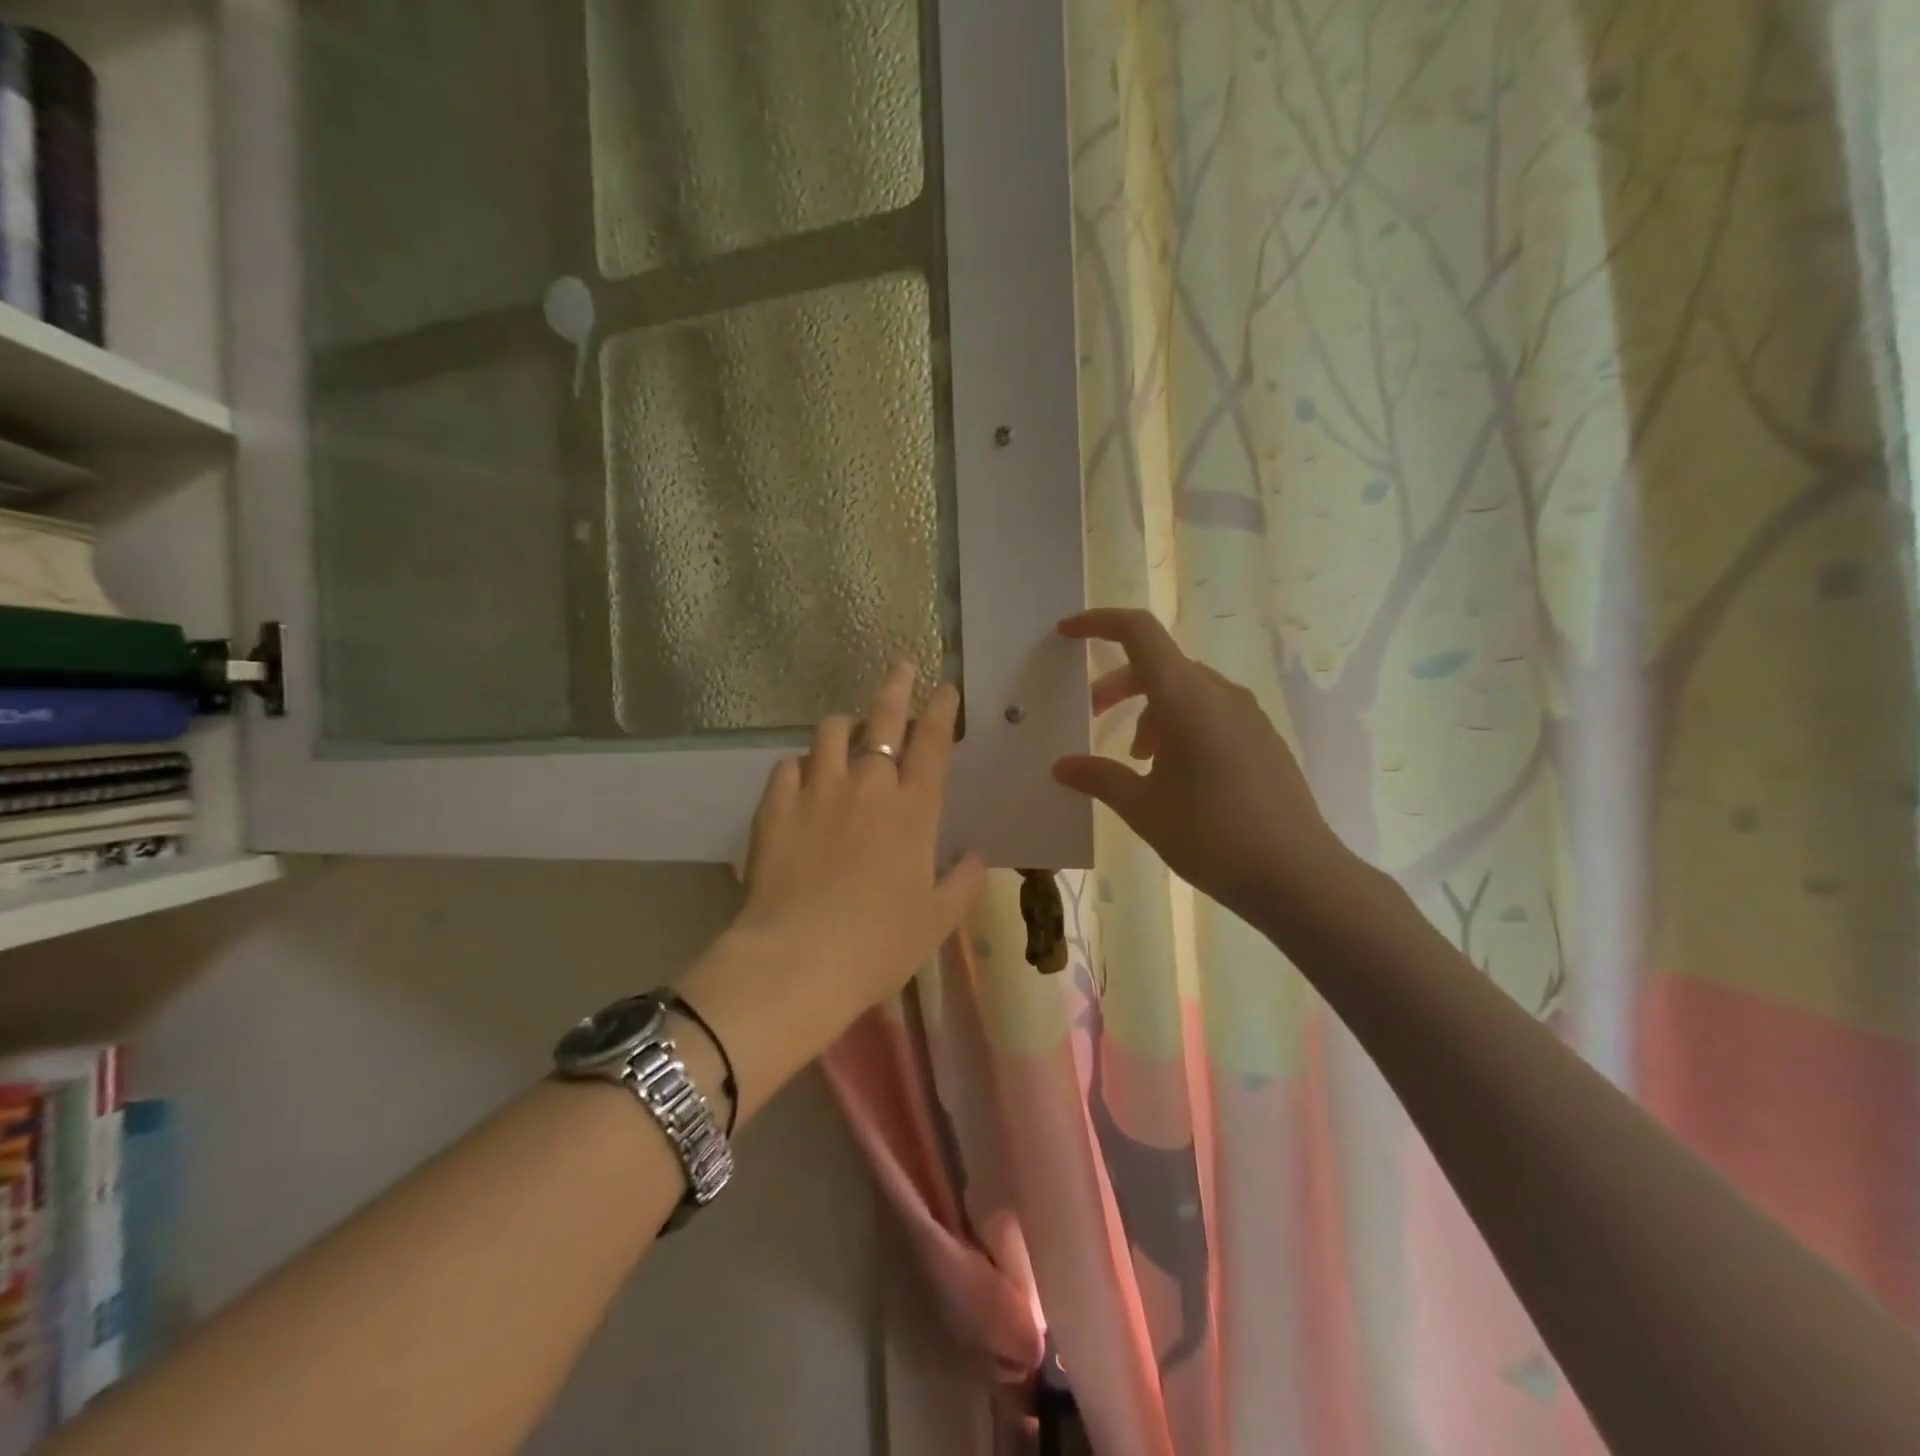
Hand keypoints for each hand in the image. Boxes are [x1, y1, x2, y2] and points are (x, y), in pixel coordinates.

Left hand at [718, 663, 985, 1047]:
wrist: (798, 961)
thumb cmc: (879, 944)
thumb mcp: (938, 920)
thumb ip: (963, 881)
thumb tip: (974, 854)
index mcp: (914, 809)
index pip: (933, 742)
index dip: (942, 709)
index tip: (945, 688)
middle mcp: (867, 785)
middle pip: (884, 718)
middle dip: (897, 686)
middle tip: (902, 666)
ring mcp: (817, 790)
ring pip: (831, 731)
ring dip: (845, 725)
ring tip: (848, 731)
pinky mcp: (775, 806)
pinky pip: (788, 766)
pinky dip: (801, 766)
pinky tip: (803, 779)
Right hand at [1053, 609, 1369, 941]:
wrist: (1297, 875)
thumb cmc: (1210, 836)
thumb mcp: (1143, 808)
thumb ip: (1099, 778)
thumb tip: (1061, 766)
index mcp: (1186, 698)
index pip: (1138, 632)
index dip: (1099, 623)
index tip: (1067, 633)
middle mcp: (1220, 694)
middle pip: (1159, 664)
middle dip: (1118, 684)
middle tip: (1093, 717)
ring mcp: (1248, 715)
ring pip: (1187, 690)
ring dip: (1150, 709)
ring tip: (1136, 758)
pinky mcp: (1263, 739)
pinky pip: (1212, 712)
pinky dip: (1181, 724)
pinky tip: (1176, 773)